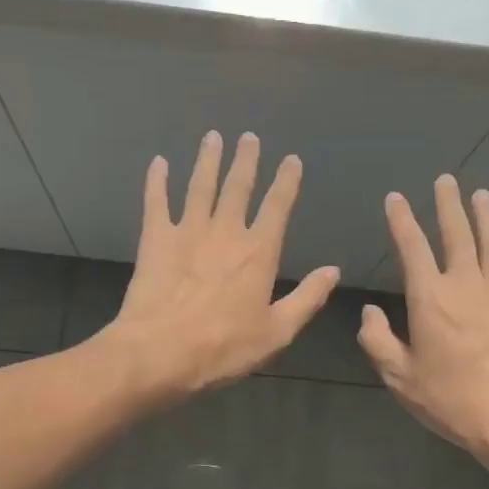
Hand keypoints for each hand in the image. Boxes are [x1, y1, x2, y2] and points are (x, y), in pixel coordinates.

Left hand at [104, 131, 339, 401]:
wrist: (159, 352)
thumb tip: (333, 271)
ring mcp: (187, 231)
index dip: (286, 182)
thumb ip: (307, 298)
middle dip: (245, 160)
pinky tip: (158, 162)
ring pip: (200, 186)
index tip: (291, 159)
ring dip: (207, 160)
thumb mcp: (277, 332)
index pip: (277, 207)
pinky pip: (156, 202)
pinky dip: (157, 181)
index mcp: (258, 252)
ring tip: (213, 137)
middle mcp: (225, 232)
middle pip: (238, 187)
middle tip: (248, 137)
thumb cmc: (223, 348)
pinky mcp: (155, 240)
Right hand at [359, 175, 488, 460]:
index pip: (412, 247)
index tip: (396, 198)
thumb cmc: (451, 400)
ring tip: (481, 195)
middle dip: (449, 204)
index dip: (401, 219)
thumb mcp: (400, 378)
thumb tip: (370, 311)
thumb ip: (378, 341)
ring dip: (487, 215)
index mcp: (430, 298)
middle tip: (446, 180)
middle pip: (457, 233)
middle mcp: (466, 284)